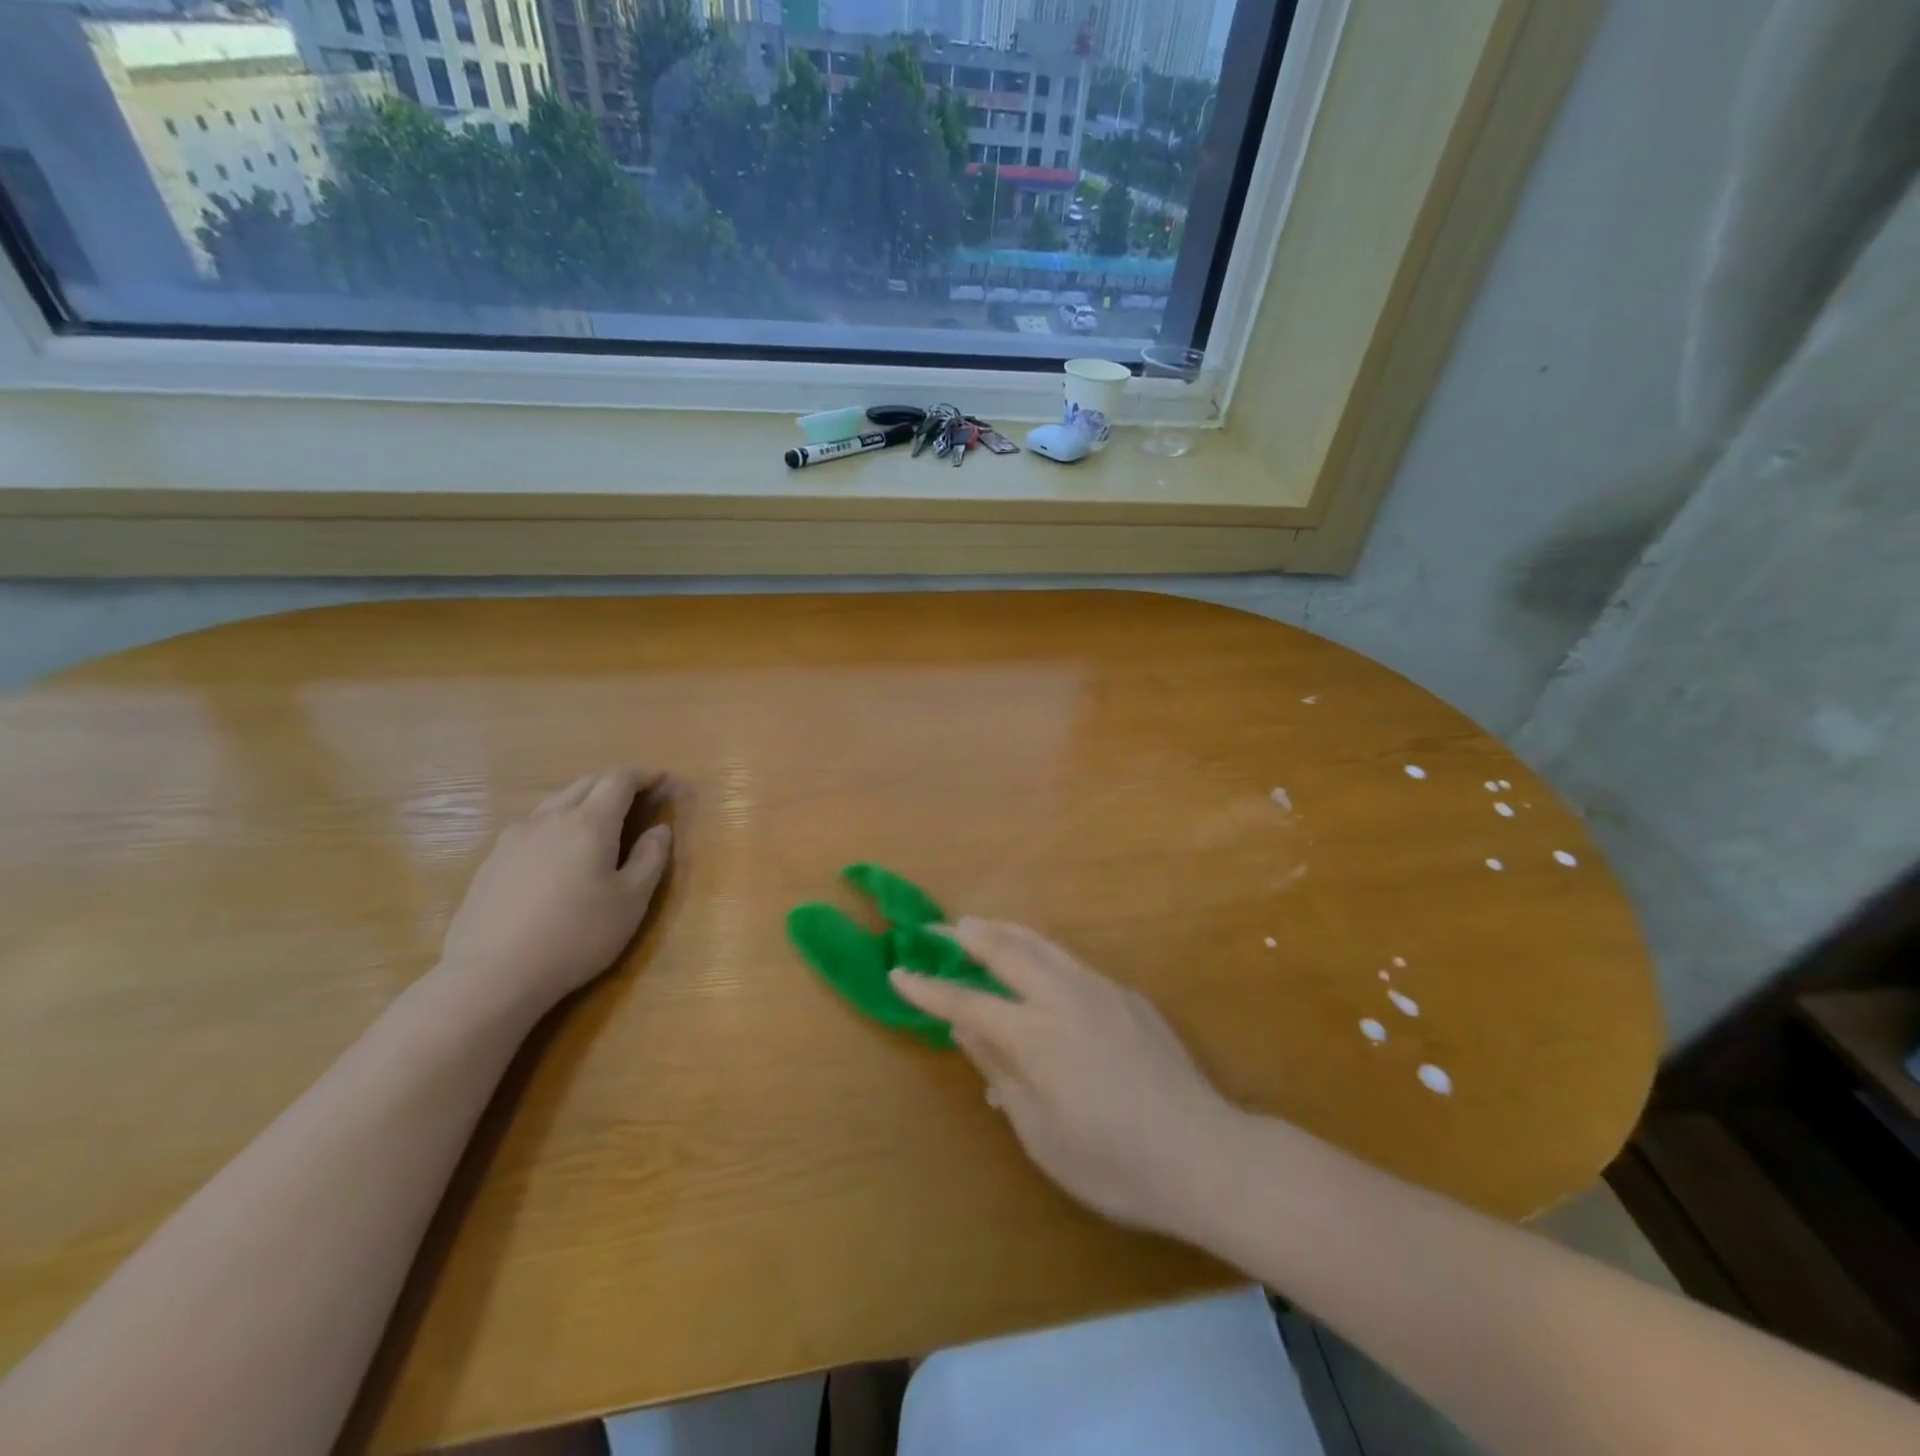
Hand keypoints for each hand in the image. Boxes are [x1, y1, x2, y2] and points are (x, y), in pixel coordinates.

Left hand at [439, 768, 672, 1017]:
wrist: (492, 975)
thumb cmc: (576, 936)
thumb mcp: (631, 902)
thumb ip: (651, 859)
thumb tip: (660, 830)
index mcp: (590, 824)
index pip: (619, 780)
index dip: (644, 774)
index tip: (662, 779)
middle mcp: (550, 819)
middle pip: (586, 783)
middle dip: (615, 782)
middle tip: (638, 795)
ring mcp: (514, 838)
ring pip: (555, 802)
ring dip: (584, 800)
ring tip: (600, 820)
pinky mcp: (492, 860)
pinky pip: (533, 825)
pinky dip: (557, 822)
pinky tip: (559, 851)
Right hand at [891, 919, 1238, 1237]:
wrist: (1205, 1154)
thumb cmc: (1115, 1163)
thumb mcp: (1042, 1135)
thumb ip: (1002, 1073)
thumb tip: (967, 1033)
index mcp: (1036, 1036)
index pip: (968, 1003)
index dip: (929, 990)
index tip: (898, 972)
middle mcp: (1064, 997)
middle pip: (1006, 951)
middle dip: (965, 936)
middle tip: (935, 928)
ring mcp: (1101, 989)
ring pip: (1042, 944)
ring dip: (1004, 931)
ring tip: (978, 926)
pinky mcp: (1127, 995)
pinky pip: (1071, 961)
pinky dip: (1040, 951)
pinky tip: (1037, 963)